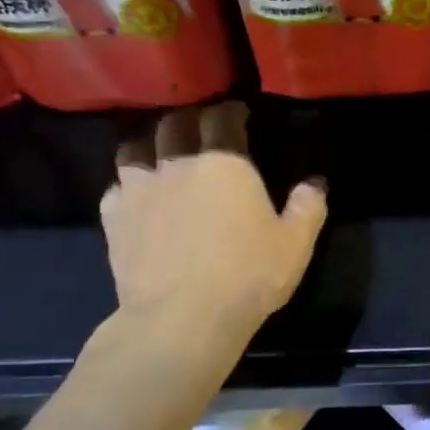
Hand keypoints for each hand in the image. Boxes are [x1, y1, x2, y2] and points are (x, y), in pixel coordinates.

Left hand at [99, 101, 325, 345]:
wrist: (182, 318)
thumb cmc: (248, 277)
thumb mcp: (295, 245)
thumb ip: (308, 207)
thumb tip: (316, 181)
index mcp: (224, 163)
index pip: (223, 118)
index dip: (230, 111)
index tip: (237, 114)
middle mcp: (177, 164)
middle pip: (175, 124)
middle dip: (189, 120)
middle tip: (201, 130)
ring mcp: (138, 189)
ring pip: (135, 148)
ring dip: (150, 146)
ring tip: (160, 156)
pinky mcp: (113, 218)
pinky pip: (115, 188)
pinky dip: (126, 187)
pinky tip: (135, 199)